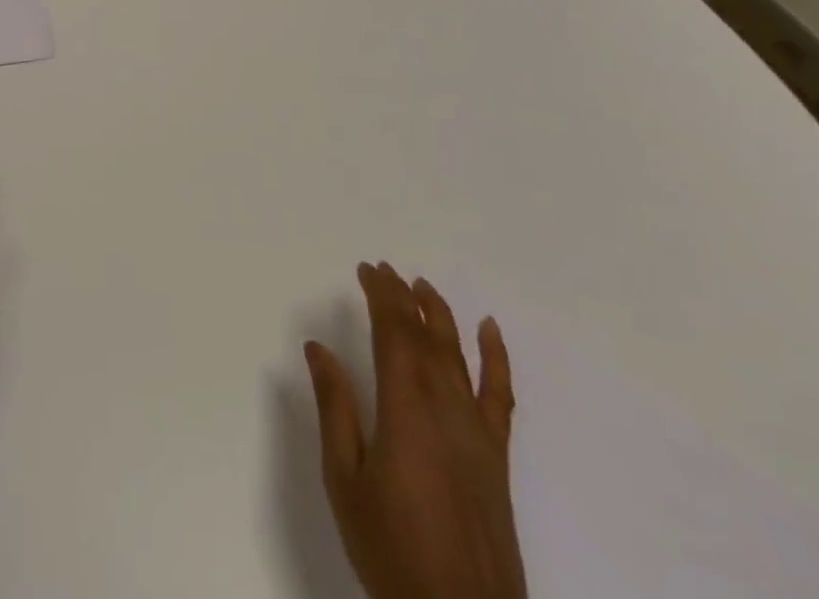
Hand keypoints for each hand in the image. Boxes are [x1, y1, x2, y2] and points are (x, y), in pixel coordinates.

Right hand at [304, 263, 525, 598]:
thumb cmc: (390, 549)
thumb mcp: (345, 479)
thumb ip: (335, 409)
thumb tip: (318, 348)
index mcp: (405, 409)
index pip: (394, 333)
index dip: (380, 296)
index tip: (365, 270)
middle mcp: (445, 409)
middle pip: (424, 337)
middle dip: (403, 298)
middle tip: (383, 270)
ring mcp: (476, 432)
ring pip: (458, 356)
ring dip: (440, 315)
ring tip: (422, 286)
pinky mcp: (496, 458)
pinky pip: (500, 397)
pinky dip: (497, 359)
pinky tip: (490, 331)